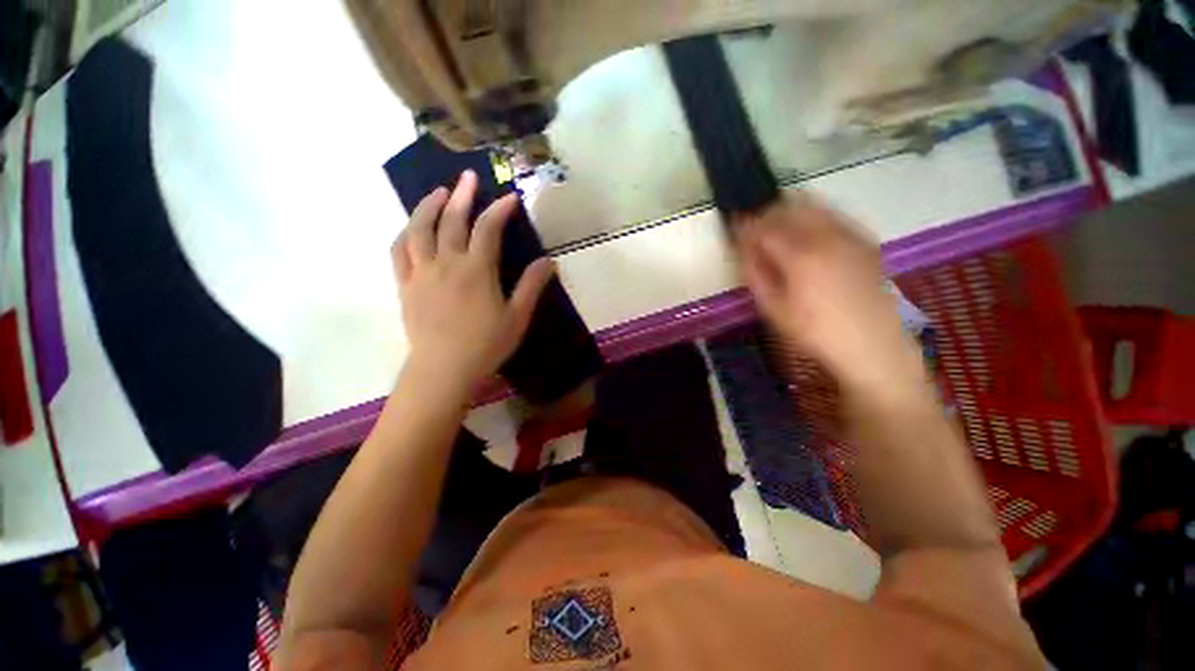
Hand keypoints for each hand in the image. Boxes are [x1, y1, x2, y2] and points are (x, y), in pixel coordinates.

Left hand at [394, 170, 553, 387]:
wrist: (444, 370)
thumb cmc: (486, 345)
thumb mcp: (517, 317)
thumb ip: (532, 286)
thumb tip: (549, 262)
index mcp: (476, 271)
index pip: (487, 229)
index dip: (499, 210)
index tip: (510, 198)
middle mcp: (446, 264)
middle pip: (451, 220)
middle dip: (462, 195)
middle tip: (468, 177)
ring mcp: (421, 273)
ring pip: (419, 229)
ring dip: (428, 206)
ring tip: (438, 192)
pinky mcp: (405, 286)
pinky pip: (399, 251)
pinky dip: (405, 233)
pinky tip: (411, 226)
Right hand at [733, 196, 924, 395]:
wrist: (872, 345)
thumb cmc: (815, 332)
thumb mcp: (774, 309)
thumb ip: (755, 274)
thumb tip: (743, 249)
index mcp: (800, 255)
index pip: (764, 227)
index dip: (746, 226)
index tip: (735, 229)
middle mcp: (826, 236)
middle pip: (788, 208)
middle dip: (766, 213)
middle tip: (754, 228)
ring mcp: (849, 235)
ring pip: (813, 206)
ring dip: (789, 210)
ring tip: (777, 226)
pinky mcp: (864, 240)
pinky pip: (834, 214)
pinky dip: (814, 215)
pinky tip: (807, 232)